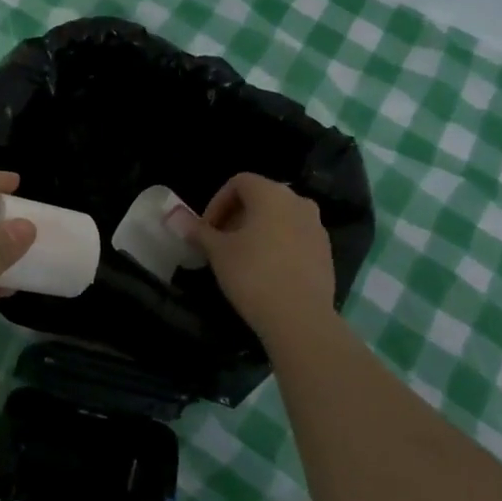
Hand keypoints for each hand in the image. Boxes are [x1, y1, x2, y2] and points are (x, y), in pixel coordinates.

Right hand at [190, 173, 335, 345]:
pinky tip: (266, 271)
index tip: (206, 230)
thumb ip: (198, 231)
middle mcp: (298, 202)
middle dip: (236, 216)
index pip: (239, 182)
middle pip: (261, 198)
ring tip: (242, 258)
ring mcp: (316, 227)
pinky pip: (295, 237)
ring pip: (280, 218)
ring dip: (257, 230)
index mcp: (271, 194)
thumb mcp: (217, 252)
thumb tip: (175, 218)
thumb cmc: (252, 275)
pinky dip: (278, 244)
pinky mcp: (326, 251)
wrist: (300, 317)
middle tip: (220, 243)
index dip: (217, 202)